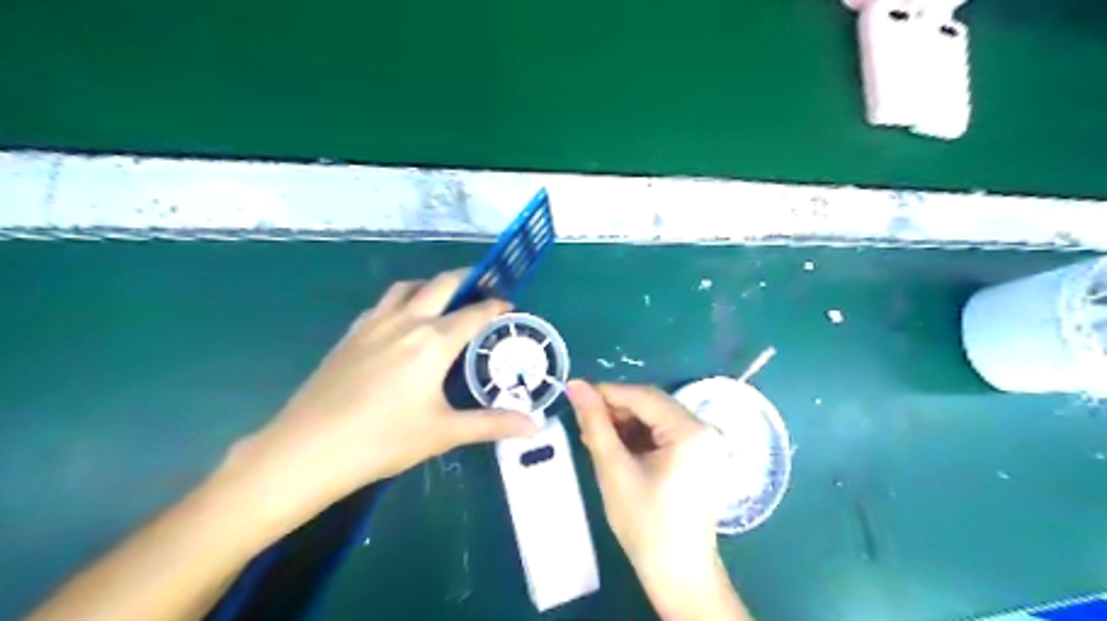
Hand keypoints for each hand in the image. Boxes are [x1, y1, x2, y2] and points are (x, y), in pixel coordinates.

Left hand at [219, 268, 536, 531]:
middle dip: (467, 279)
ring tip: (445, 301)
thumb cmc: (382, 440)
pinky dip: (402, 301)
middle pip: (441, 284)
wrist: (307, 450)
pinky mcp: (351, 335)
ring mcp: (373, 324)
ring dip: (431, 286)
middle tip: (484, 288)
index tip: (510, 307)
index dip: (496, 306)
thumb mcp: (443, 432)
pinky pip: (383, 304)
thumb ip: (492, 424)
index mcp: (433, 341)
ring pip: (407, 287)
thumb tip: (535, 427)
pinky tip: (402, 323)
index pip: (474, 313)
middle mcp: (406, 321)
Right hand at [570, 380, 752, 617]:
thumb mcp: (614, 469)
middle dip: (616, 410)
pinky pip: (664, 434)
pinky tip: (617, 449)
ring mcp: (704, 443)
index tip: (575, 395)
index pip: (643, 396)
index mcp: (690, 430)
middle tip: (584, 422)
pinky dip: (639, 437)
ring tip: (596, 438)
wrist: (678, 575)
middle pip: (652, 405)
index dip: (607, 393)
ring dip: (625, 424)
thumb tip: (576, 386)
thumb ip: (595, 423)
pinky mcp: (698, 456)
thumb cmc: (646, 524)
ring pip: (656, 418)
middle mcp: (703, 429)